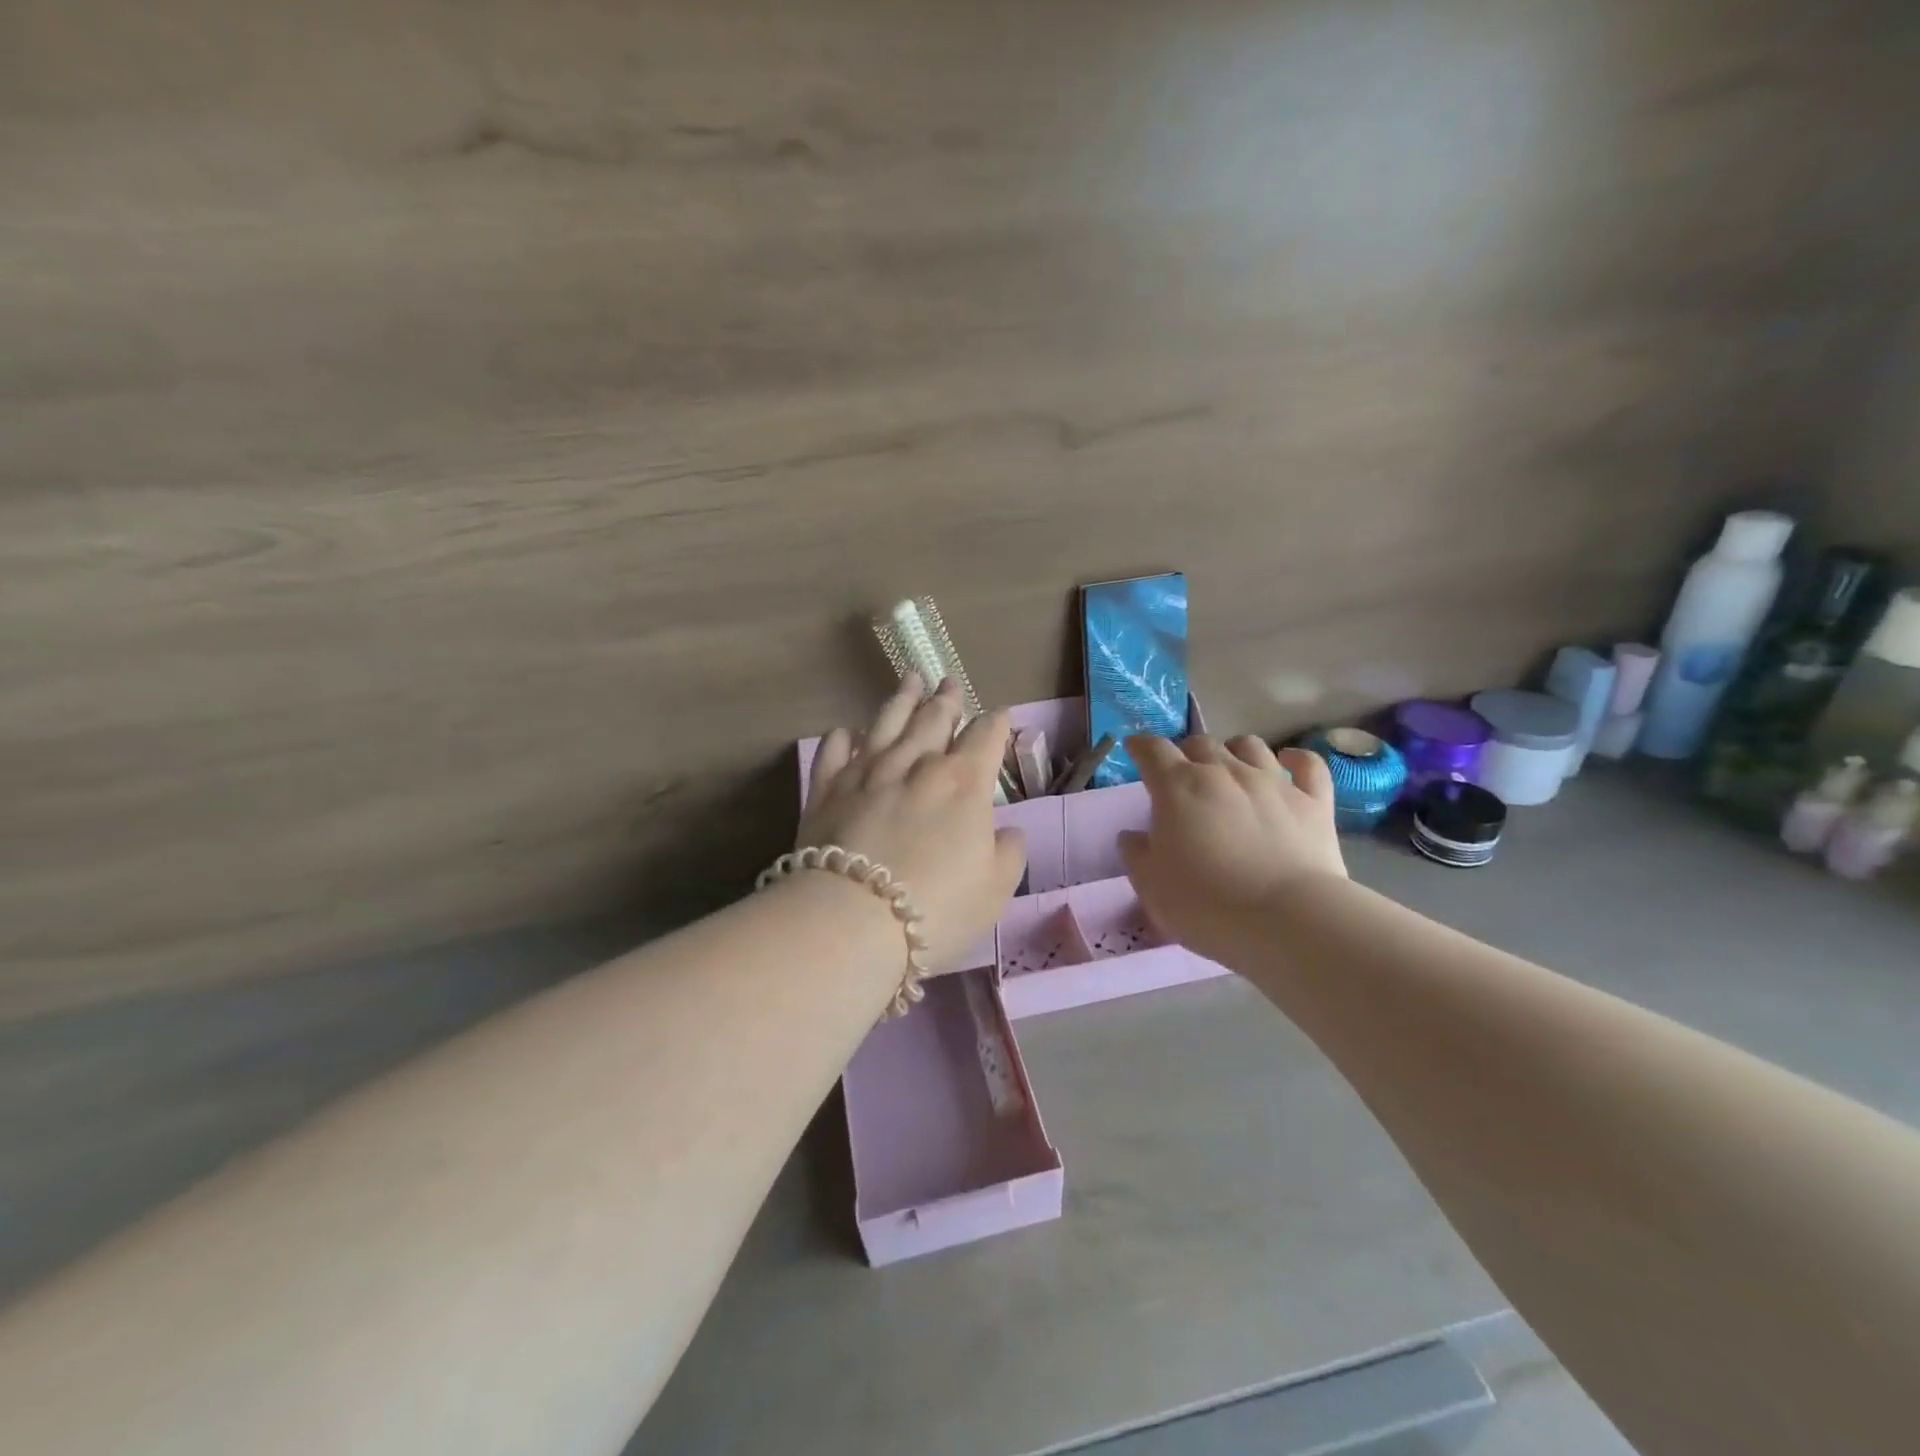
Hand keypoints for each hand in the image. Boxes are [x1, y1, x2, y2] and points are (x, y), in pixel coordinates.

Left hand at [798, 675, 1027, 970]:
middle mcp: (917, 764)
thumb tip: (1007, 831)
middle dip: (947, 700)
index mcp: (964, 783)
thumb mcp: (995, 890)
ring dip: (902, 699)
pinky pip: (835, 750)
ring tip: (911, 680)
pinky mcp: (826, 789)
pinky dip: (844, 737)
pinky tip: (848, 732)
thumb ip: (1008, 853)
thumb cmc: (937, 908)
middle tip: (950, 683)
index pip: (986, 736)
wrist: (851, 921)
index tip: (1000, 717)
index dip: (996, 723)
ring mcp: (867, 771)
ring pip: (888, 722)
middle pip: (935, 719)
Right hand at [1118, 734, 1346, 965]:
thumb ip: (1137, 854)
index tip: (1135, 749)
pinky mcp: (1313, 801)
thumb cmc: (1206, 905)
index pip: (1153, 750)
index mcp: (1178, 788)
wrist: (1287, 921)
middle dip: (1186, 753)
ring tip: (1230, 767)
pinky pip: (1308, 763)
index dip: (1141, 746)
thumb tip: (1133, 835)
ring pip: (1250, 745)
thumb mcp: (1151, 886)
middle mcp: (1224, 772)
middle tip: (1182, 775)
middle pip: (1200, 744)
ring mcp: (1273, 782)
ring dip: (1233, 750)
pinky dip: (1295, 758)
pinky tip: (1289, 763)